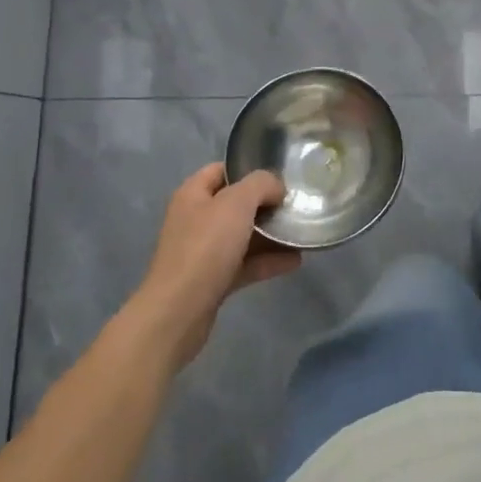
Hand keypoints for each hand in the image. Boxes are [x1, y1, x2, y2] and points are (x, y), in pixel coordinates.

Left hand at [127, 163, 298, 368]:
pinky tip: (295, 261)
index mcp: (193, 194)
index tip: (279, 177)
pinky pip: (245, 264)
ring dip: (271, 235)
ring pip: (243, 236)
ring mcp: (203, 252)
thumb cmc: (205, 247)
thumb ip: (261, 185)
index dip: (249, 170)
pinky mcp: (213, 280)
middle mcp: (196, 219)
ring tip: (301, 232)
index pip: (222, 170)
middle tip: (295, 205)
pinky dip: (268, 261)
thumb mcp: (237, 203)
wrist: (179, 312)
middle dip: (266, 205)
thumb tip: (276, 188)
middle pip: (235, 204)